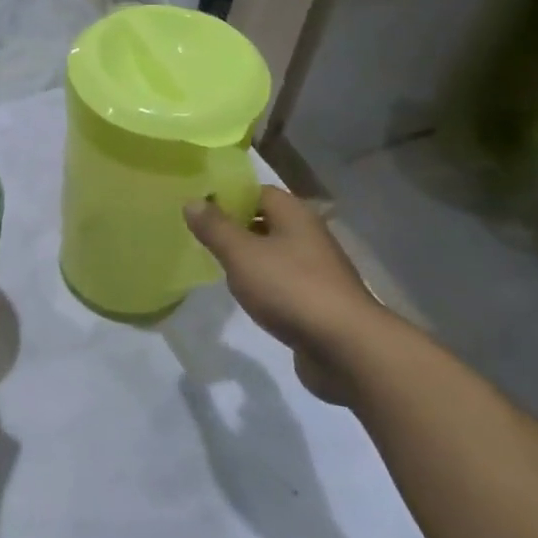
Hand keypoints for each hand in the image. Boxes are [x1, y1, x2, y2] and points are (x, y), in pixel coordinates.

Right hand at [185, 186, 384, 404]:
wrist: (346, 347)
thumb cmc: (290, 288)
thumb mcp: (242, 254)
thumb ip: (215, 228)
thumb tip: (191, 201)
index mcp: (294, 214)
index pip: (257, 190)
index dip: (227, 194)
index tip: (197, 205)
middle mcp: (308, 234)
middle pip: (265, 220)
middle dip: (234, 225)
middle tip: (198, 234)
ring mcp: (315, 268)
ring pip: (273, 252)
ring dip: (247, 256)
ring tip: (213, 262)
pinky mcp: (316, 299)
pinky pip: (281, 280)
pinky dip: (261, 282)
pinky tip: (243, 294)